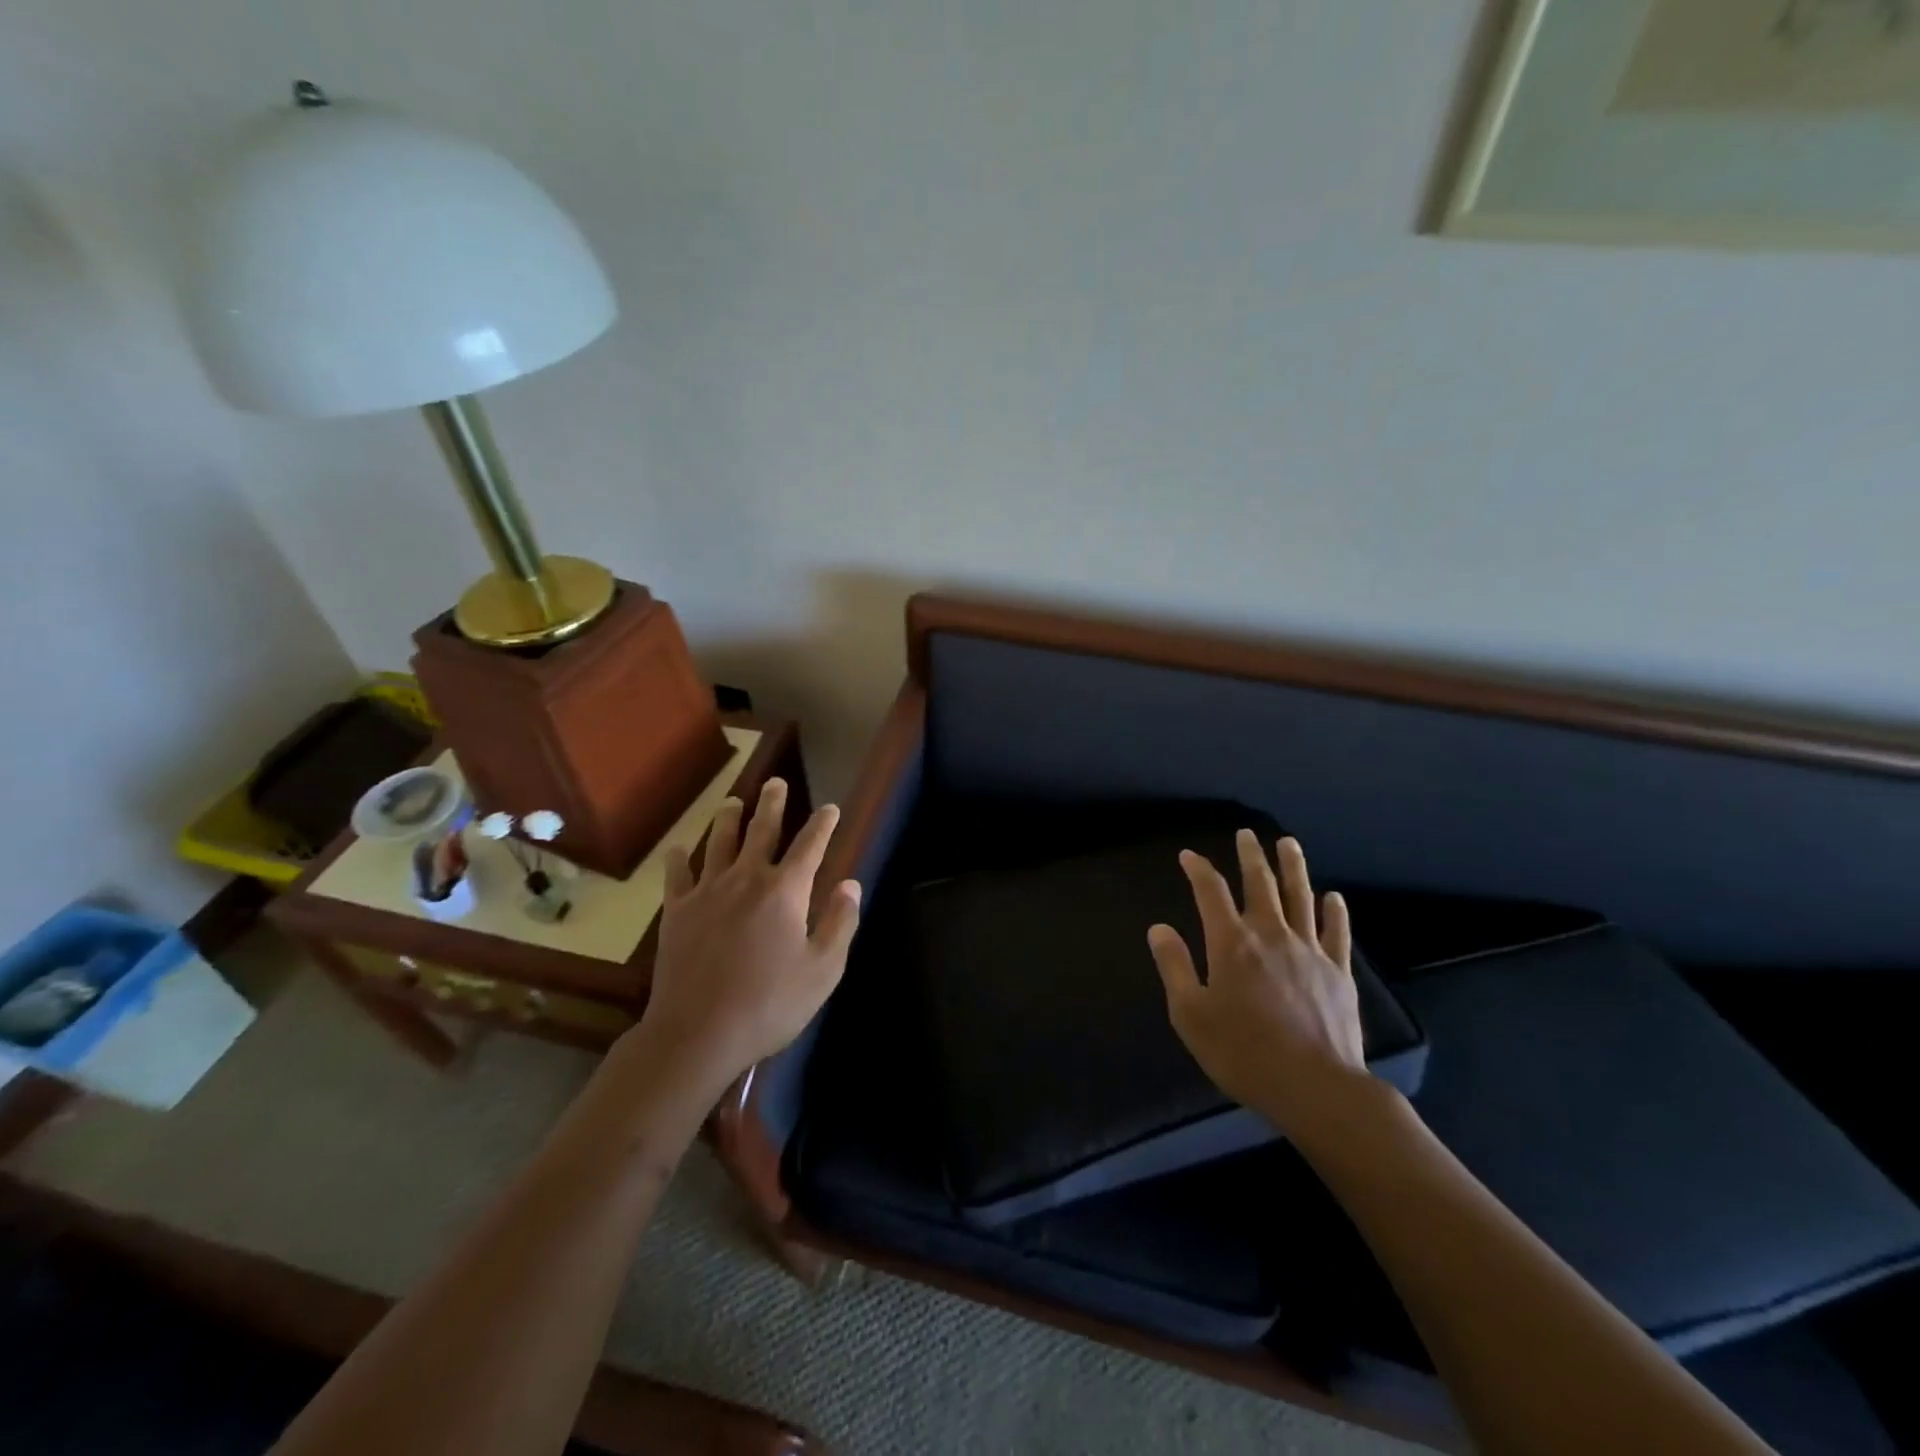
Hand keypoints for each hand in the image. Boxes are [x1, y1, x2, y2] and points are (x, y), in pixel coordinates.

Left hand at [639, 778, 861, 1096]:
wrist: (698, 1033)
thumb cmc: (770, 1004)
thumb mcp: (823, 970)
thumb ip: (840, 923)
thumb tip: (851, 884)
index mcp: (785, 892)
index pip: (810, 846)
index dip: (823, 824)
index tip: (830, 808)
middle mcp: (746, 879)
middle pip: (762, 831)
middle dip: (772, 804)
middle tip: (775, 783)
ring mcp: (707, 893)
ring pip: (719, 843)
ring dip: (728, 819)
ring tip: (733, 801)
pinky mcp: (677, 913)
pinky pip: (677, 875)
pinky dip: (680, 858)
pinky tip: (680, 848)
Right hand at [1148, 831, 1369, 1137]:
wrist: (1315, 1086)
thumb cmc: (1243, 1052)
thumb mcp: (1191, 1014)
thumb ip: (1175, 967)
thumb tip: (1159, 928)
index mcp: (1231, 943)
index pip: (1210, 892)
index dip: (1198, 869)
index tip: (1188, 855)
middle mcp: (1270, 934)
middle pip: (1260, 883)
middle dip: (1250, 855)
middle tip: (1246, 834)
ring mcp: (1309, 950)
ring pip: (1301, 896)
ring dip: (1293, 867)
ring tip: (1288, 843)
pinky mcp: (1338, 971)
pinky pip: (1337, 932)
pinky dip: (1334, 911)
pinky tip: (1333, 896)